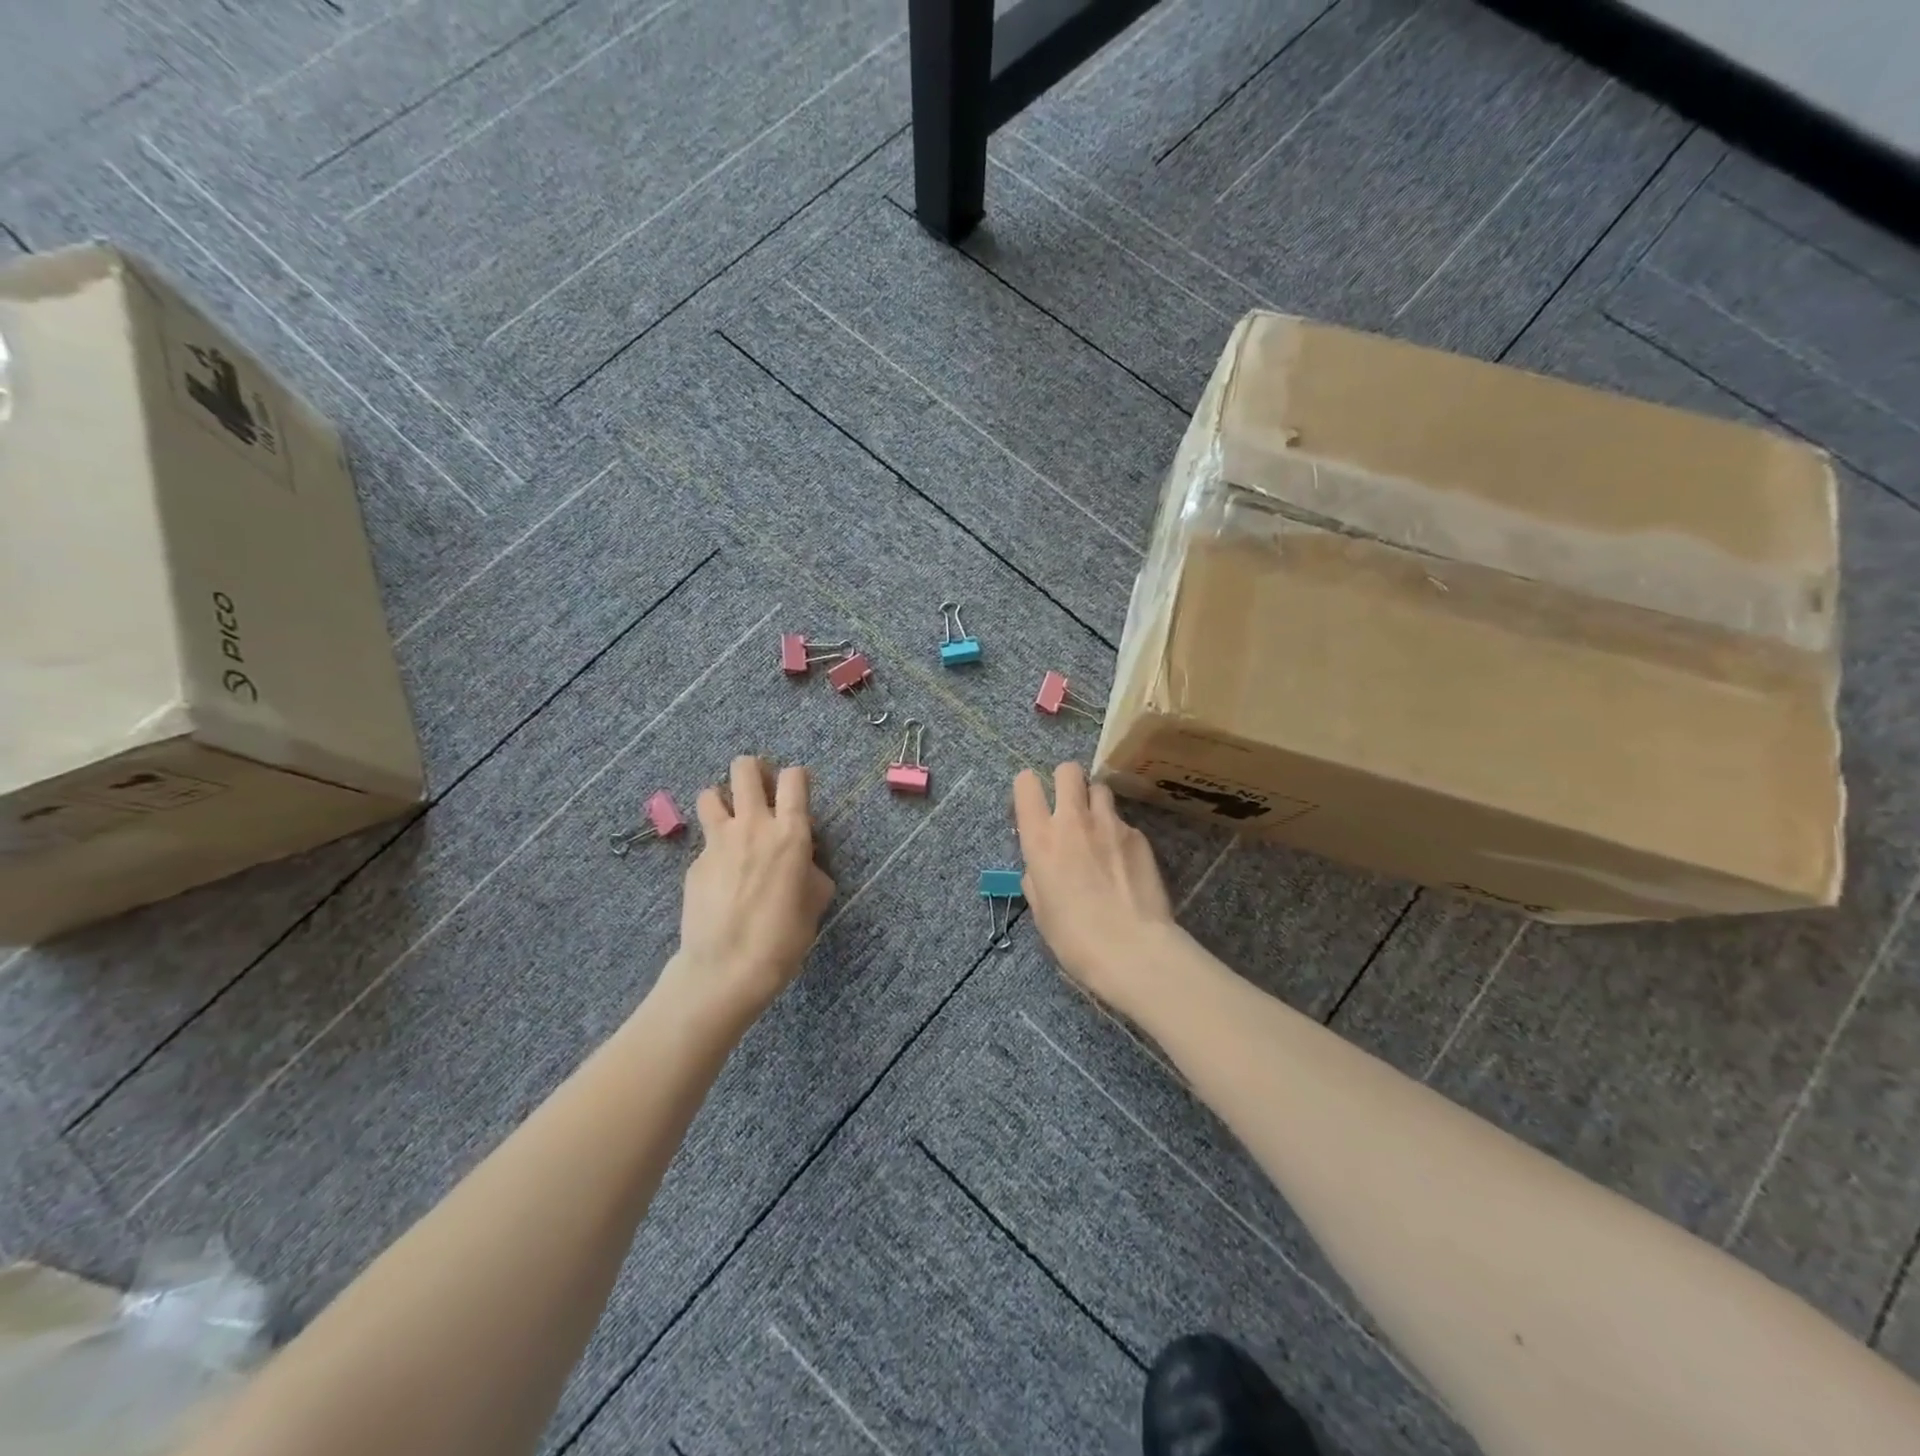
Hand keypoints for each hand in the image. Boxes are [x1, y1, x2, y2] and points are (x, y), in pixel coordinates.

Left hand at [668, 756, 835, 1020]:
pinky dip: (715, 847)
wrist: (727, 968)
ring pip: (711, 792)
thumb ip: (811, 869)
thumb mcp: (816, 900)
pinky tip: (721, 878)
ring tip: (732, 821)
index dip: (797, 777)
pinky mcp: (694, 862)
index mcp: (790, 832)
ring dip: (724, 799)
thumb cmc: (784, 937)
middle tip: (761, 790)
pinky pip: (705, 841)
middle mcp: (752, 825)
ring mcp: (717, 842)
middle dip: (754, 769)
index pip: (794, 778)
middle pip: (745, 768)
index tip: (798, 789)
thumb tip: (802, 861)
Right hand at [1013, 763, 1176, 1005]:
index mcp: (1040, 839)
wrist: (1132, 949)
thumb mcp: (1041, 910)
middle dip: (1066, 781)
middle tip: (1069, 805)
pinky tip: (1125, 862)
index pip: (1026, 784)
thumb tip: (1040, 869)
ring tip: (1099, 829)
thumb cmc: (1074, 938)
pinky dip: (1120, 834)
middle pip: (1067, 770)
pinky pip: (1124, 822)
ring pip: (1100, 788)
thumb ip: (1036, 878)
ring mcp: (1110, 824)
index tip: (1033, 804)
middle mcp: (1073, 821)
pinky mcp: (1139, 836)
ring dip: (1095, 802)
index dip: (1028, 788)